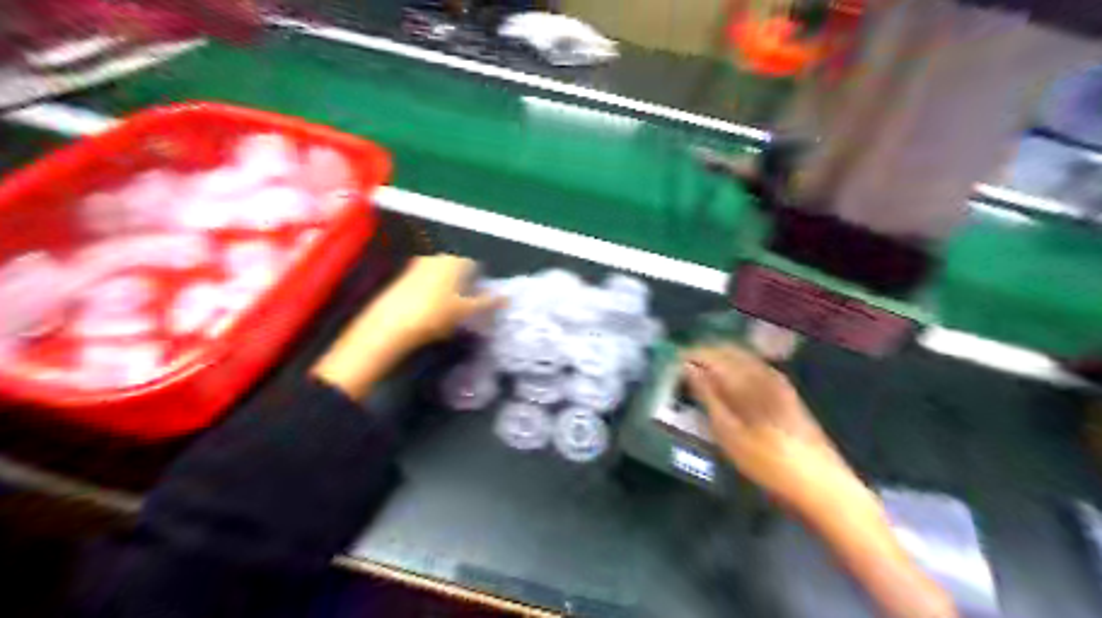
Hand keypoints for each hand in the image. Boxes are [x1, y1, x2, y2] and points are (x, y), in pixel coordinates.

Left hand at [314, 253, 501, 395]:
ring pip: (440, 278)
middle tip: (466, 310)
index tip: (480, 302)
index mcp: (453, 260)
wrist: (389, 325)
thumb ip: (487, 302)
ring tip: (448, 316)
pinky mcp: (401, 281)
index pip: (474, 266)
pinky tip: (429, 316)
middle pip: (456, 270)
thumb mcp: (466, 311)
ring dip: (447, 293)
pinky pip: (424, 286)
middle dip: (463, 287)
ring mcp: (415, 267)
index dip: (479, 284)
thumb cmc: (434, 314)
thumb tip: (507, 297)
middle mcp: (435, 258)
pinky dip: (431, 297)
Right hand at [686, 346, 961, 616]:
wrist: (822, 485)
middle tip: (682, 371)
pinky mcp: (787, 392)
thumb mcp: (729, 434)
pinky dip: (735, 370)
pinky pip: (753, 368)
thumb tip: (687, 367)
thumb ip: (707, 396)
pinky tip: (728, 385)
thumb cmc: (768, 463)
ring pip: (741, 357)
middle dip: (703, 355)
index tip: (671, 365)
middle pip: (727, 350)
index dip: (689, 355)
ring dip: (718, 362)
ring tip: (700, 378)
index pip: (711, 353)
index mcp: (748, 378)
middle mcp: (764, 371)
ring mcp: (778, 380)